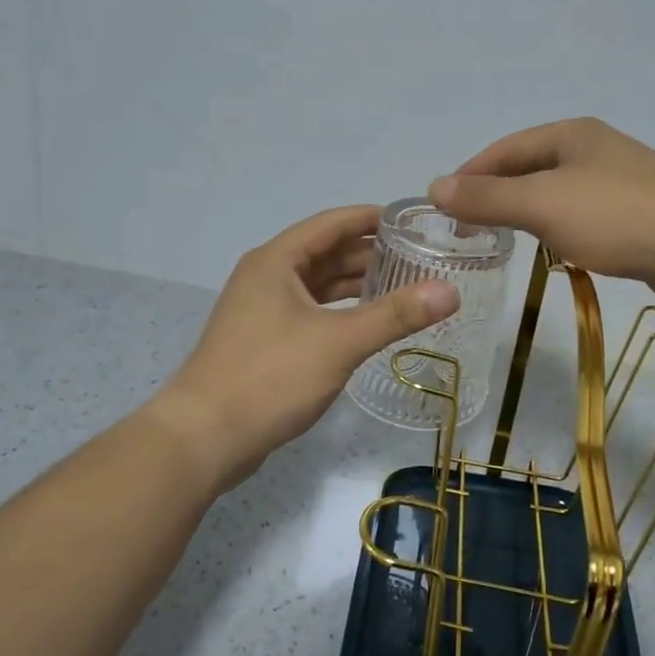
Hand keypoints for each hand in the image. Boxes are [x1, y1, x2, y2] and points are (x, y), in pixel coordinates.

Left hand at [154, 206, 459, 489]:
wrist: (205, 437)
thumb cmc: (270, 376)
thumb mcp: (339, 342)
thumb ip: (395, 315)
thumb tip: (449, 291)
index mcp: (277, 261)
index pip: (332, 223)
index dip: (371, 218)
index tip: (412, 220)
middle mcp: (267, 277)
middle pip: (326, 253)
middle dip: (370, 254)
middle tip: (419, 257)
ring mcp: (262, 311)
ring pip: (318, 286)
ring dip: (356, 285)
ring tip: (404, 287)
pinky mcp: (264, 342)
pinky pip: (311, 313)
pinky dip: (340, 312)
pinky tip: (368, 324)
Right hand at [429, 118, 654, 310]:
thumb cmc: (617, 216)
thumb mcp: (542, 204)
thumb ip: (488, 198)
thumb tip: (434, 187)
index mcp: (569, 135)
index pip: (503, 150)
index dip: (469, 175)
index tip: (442, 209)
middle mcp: (592, 151)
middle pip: (528, 170)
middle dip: (495, 196)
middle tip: (466, 231)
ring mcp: (617, 183)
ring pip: (555, 196)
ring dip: (525, 214)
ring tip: (500, 242)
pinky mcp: (635, 216)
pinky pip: (580, 218)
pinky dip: (556, 231)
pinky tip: (553, 252)